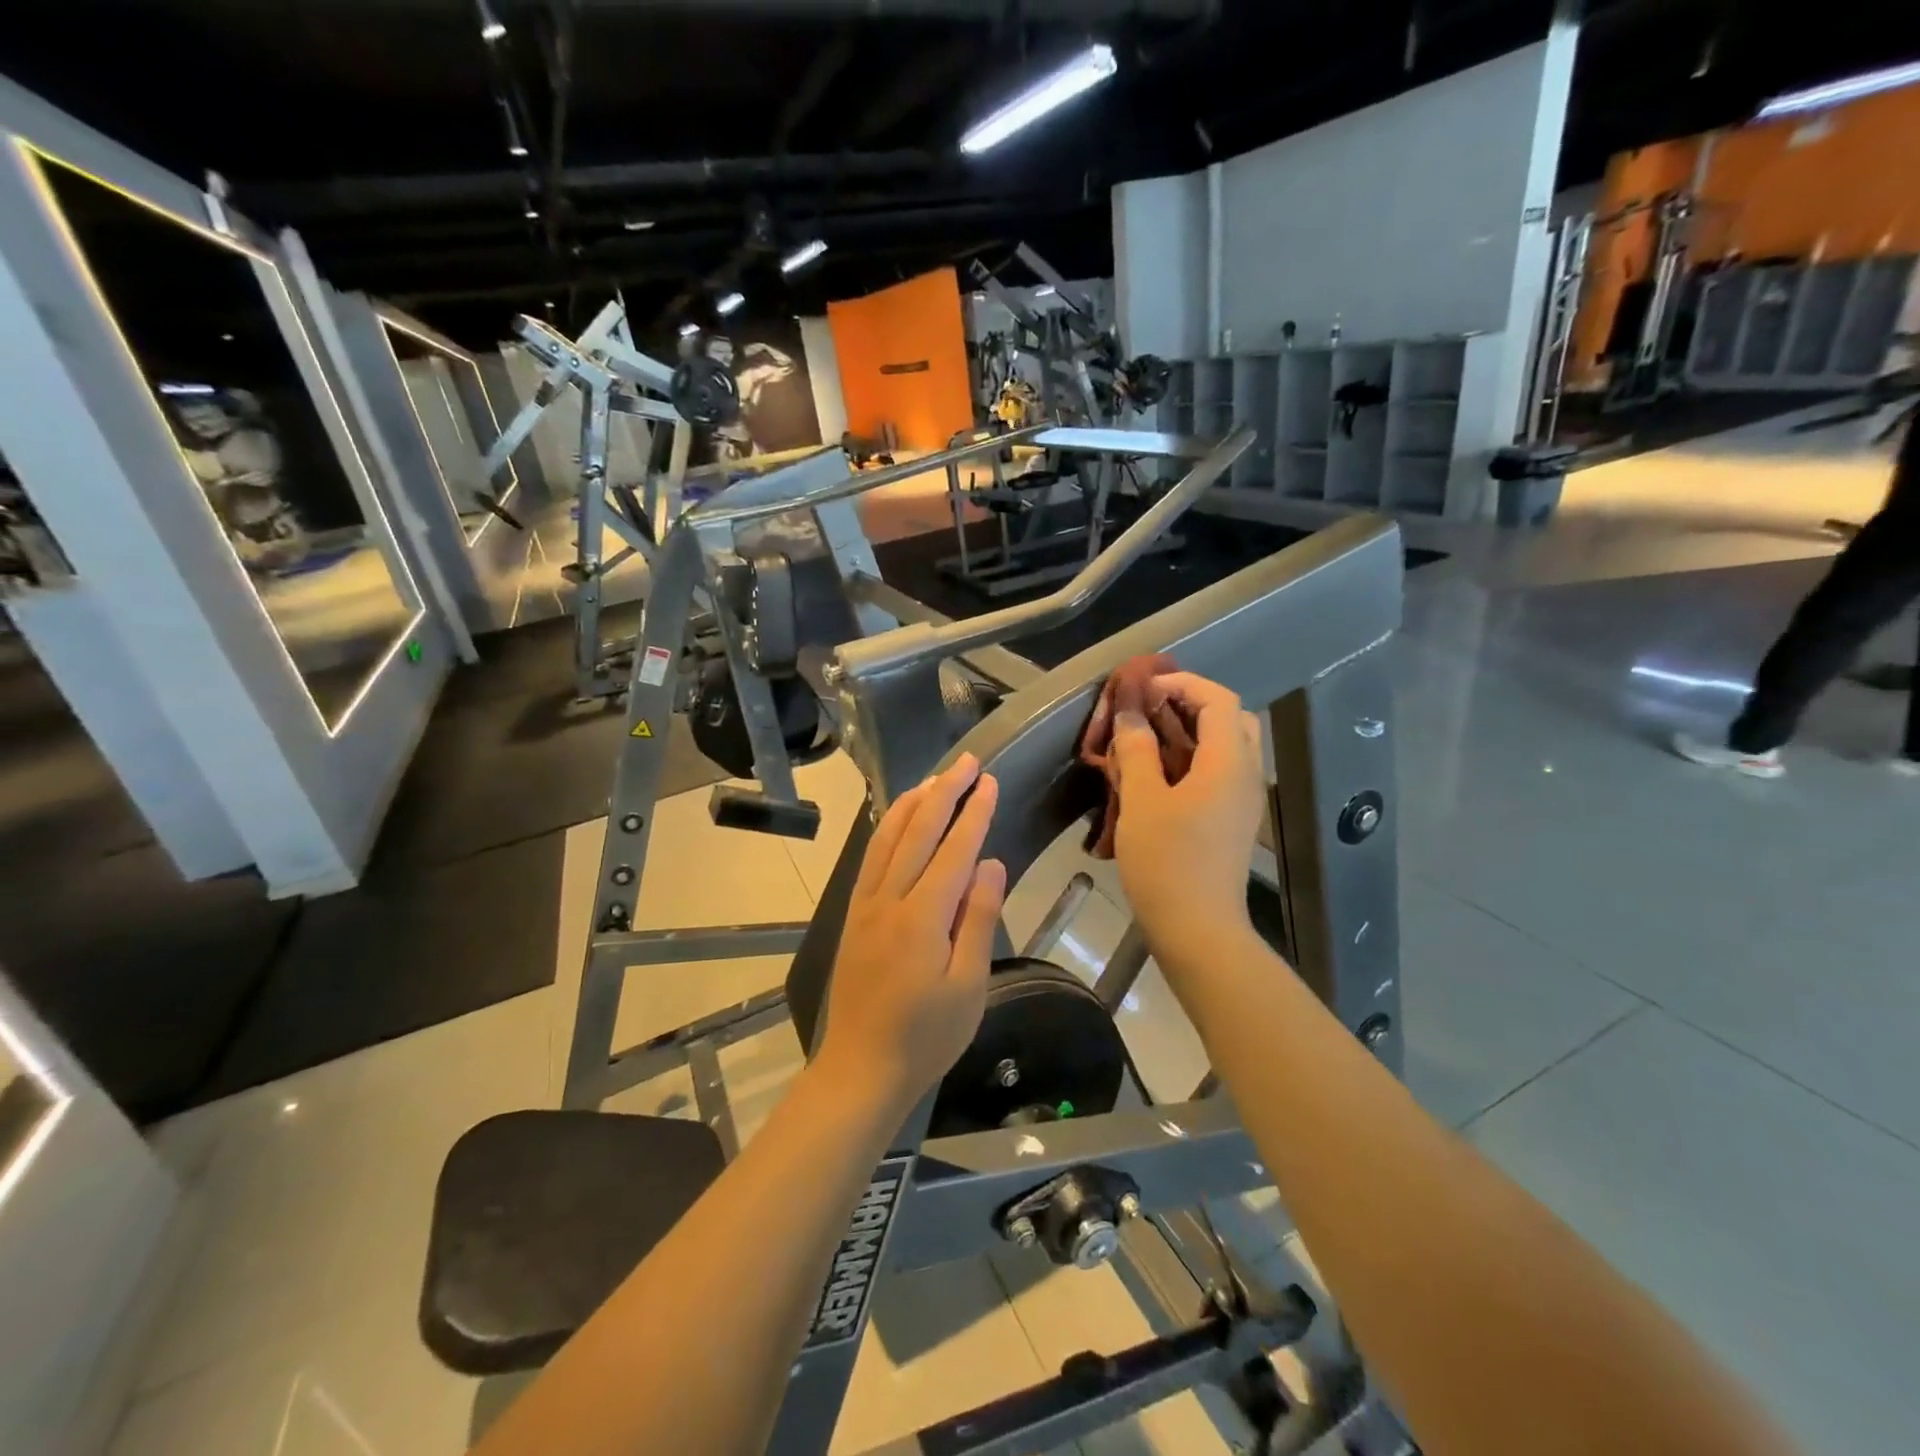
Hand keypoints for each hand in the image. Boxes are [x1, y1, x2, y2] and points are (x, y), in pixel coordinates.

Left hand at [817, 755, 1007, 1112]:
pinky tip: (896, 819)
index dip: (973, 812)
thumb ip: (979, 919)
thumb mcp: (969, 985)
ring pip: (888, 838)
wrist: (862, 1068)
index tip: (988, 781)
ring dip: (912, 803)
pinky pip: (870, 858)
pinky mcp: (854, 914)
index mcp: (923, 916)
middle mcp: (890, 899)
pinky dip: (886, 829)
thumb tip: (991, 863)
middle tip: (966, 761)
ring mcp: (866, 904)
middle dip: (944, 792)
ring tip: (934, 778)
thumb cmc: (927, 1035)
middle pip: (918, 832)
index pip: (954, 850)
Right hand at [1109, 672, 1265, 955]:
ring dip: (1189, 732)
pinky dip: (1192, 759)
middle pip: (1230, 718)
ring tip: (1146, 738)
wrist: (1197, 928)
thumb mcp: (1142, 800)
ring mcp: (1243, 799)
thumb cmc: (1167, 861)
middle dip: (1190, 704)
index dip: (1181, 683)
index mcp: (1229, 762)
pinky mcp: (1233, 820)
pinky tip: (1156, 773)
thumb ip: (1136, 749)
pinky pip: (1219, 772)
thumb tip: (1129, 712)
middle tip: (1149, 709)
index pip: (1218, 698)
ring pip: (1226, 746)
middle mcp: (1246, 774)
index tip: (1142, 690)